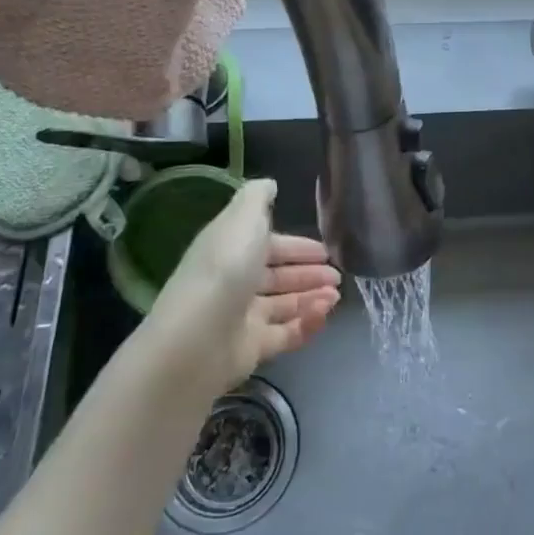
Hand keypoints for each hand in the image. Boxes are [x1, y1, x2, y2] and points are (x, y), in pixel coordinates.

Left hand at [138, 179, 341, 396]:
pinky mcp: (251, 349)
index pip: (268, 245)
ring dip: (312, 298)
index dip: (296, 246)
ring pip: (284, 305)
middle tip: (337, 276)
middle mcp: (235, 282)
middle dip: (309, 274)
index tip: (325, 250)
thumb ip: (258, 198)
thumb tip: (269, 185)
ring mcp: (242, 318)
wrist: (197, 340)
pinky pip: (286, 334)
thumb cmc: (225, 269)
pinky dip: (307, 324)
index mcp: (230, 249)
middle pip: (277, 276)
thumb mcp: (243, 219)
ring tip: (336, 296)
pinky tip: (324, 315)